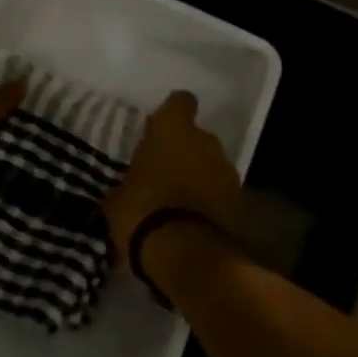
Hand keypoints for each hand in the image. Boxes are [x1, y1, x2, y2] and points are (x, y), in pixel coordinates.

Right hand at [103, 91, 242, 256]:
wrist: (186, 255)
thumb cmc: (143, 212)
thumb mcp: (117, 198)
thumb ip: (126, 184)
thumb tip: (122, 191)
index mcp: (173, 129)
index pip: (180, 101)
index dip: (172, 112)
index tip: (160, 128)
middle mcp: (205, 140)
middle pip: (198, 136)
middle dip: (186, 151)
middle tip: (165, 172)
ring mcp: (227, 170)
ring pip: (212, 165)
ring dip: (200, 177)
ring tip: (180, 202)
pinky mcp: (240, 202)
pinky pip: (222, 193)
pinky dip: (211, 202)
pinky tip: (194, 221)